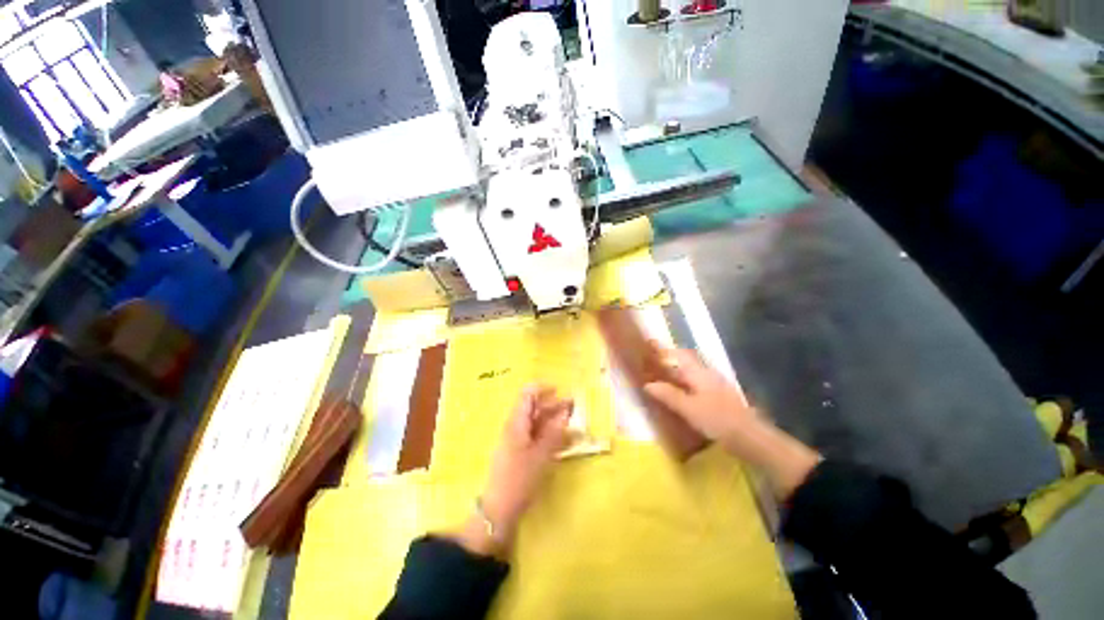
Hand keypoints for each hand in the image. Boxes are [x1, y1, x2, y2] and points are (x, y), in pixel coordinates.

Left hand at [455, 385, 571, 554]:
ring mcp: (516, 440)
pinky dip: (548, 434)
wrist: (498, 510)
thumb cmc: (519, 479)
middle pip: (533, 407)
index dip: (543, 389)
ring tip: (572, 422)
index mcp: (516, 422)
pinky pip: (535, 436)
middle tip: (573, 407)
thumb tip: (565, 412)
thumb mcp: (541, 455)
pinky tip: (562, 440)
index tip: (560, 391)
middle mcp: (515, 427)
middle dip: (553, 404)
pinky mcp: (519, 452)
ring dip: (553, 420)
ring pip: (536, 422)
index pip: (527, 394)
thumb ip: (554, 432)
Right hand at [643, 345, 821, 499]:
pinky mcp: (719, 399)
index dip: (665, 350)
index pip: (680, 354)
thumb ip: (669, 395)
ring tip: (661, 382)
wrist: (751, 439)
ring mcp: (715, 387)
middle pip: (685, 363)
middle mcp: (707, 375)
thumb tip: (648, 384)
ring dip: (676, 376)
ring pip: (691, 375)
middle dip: (669, 363)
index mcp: (699, 373)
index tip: (649, 349)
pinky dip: (684, 388)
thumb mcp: (689, 408)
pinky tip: (679, 398)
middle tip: (651, 367)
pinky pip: (696, 387)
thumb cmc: (718, 420)